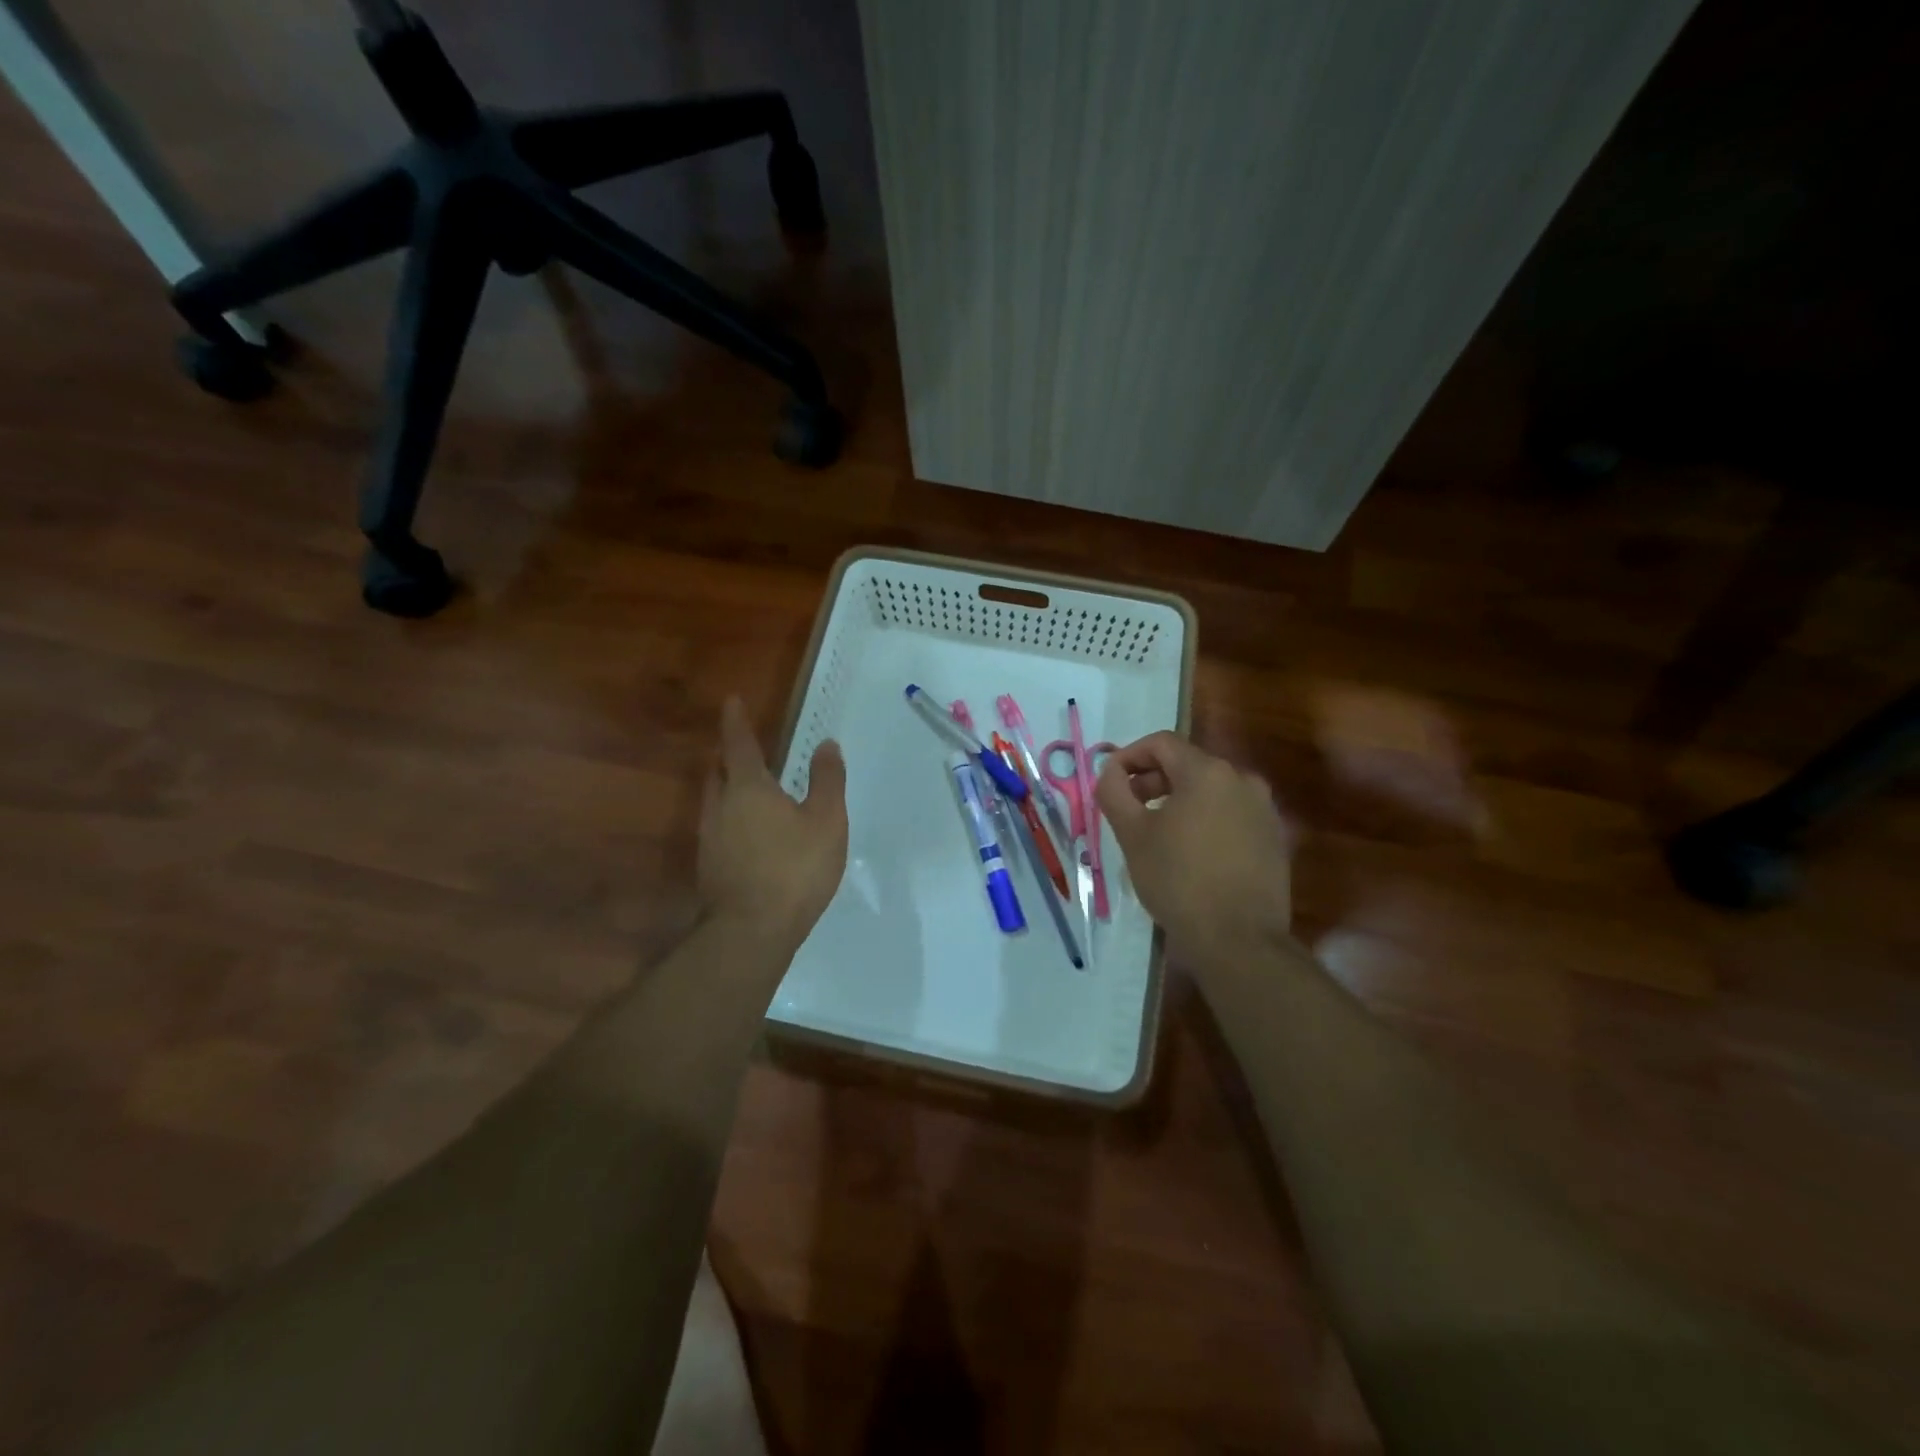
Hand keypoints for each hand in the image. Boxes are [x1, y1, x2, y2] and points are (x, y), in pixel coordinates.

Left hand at [698, 697, 847, 948]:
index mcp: (748, 788)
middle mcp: (720, 806)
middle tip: (743, 748)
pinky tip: (749, 835)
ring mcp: (709, 838)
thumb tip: (827, 744)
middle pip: (718, 771)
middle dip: (729, 756)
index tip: (731, 700)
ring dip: (727, 788)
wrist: (751, 931)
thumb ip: (827, 780)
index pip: (739, 744)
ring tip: (749, 790)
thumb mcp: (827, 821)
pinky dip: (730, 818)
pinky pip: (718, 827)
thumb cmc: (795, 869)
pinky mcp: (709, 866)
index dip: (736, 721)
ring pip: (714, 800)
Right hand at [1096, 732, 1293, 964]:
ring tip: (1157, 833)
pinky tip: (1190, 852)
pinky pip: (1231, 814)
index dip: (1129, 756)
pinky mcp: (1274, 838)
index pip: (1161, 743)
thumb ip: (1114, 791)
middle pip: (1188, 764)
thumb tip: (1110, 771)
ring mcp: (1264, 809)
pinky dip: (1205, 819)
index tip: (1110, 782)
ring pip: (1211, 790)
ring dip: (1178, 800)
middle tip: (1128, 809)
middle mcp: (1242, 780)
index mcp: (1207, 772)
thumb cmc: (1178, 880)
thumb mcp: (1132, 835)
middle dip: (1152, 780)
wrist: (1239, 939)